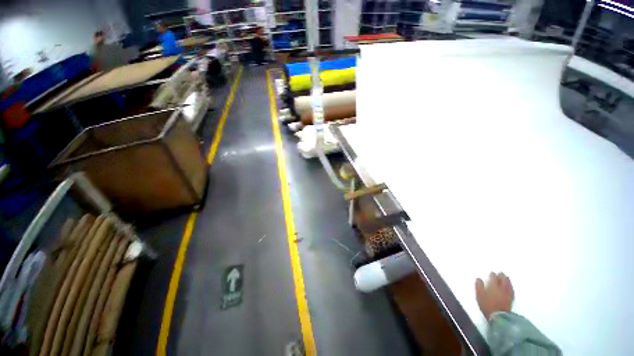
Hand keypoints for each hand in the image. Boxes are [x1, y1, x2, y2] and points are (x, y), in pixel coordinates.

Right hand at [475, 272, 513, 319]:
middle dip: (501, 276)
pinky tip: (511, 287)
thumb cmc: (487, 305)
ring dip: (507, 280)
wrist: (499, 317)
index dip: (492, 275)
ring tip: (506, 277)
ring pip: (508, 284)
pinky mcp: (511, 299)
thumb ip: (479, 286)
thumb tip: (478, 278)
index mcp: (493, 286)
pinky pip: (512, 290)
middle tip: (500, 273)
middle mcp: (502, 288)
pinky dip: (511, 287)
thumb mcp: (479, 295)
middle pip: (503, 280)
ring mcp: (507, 294)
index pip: (493, 277)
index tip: (491, 273)